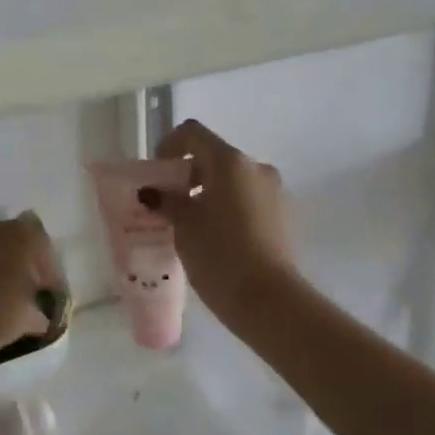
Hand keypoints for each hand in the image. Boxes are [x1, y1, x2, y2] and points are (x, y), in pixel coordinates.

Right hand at [151, 120, 295, 312]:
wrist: (269, 300)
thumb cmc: (219, 254)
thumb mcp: (184, 226)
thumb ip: (166, 201)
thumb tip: (152, 193)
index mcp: (230, 161)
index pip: (192, 133)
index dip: (169, 146)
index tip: (157, 175)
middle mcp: (256, 167)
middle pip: (214, 156)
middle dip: (187, 175)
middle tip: (167, 203)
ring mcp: (273, 191)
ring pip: (231, 180)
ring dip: (207, 192)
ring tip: (188, 225)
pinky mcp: (282, 216)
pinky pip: (246, 199)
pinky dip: (226, 207)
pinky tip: (213, 237)